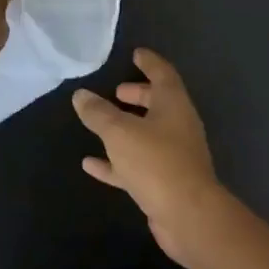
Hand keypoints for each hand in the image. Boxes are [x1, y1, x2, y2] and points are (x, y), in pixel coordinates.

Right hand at [72, 49, 224, 263]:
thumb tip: (81, 95)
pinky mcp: (164, 182)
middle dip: (138, 95)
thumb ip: (99, 113)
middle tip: (116, 91)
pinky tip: (90, 164)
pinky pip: (136, 164)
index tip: (136, 53)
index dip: (149, 62)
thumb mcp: (120, 133)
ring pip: (147, 134)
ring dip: (126, 127)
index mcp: (174, 105)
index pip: (163, 74)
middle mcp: (177, 126)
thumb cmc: (156, 162)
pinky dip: (115, 161)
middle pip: (158, 104)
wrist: (187, 214)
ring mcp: (173, 156)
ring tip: (101, 122)